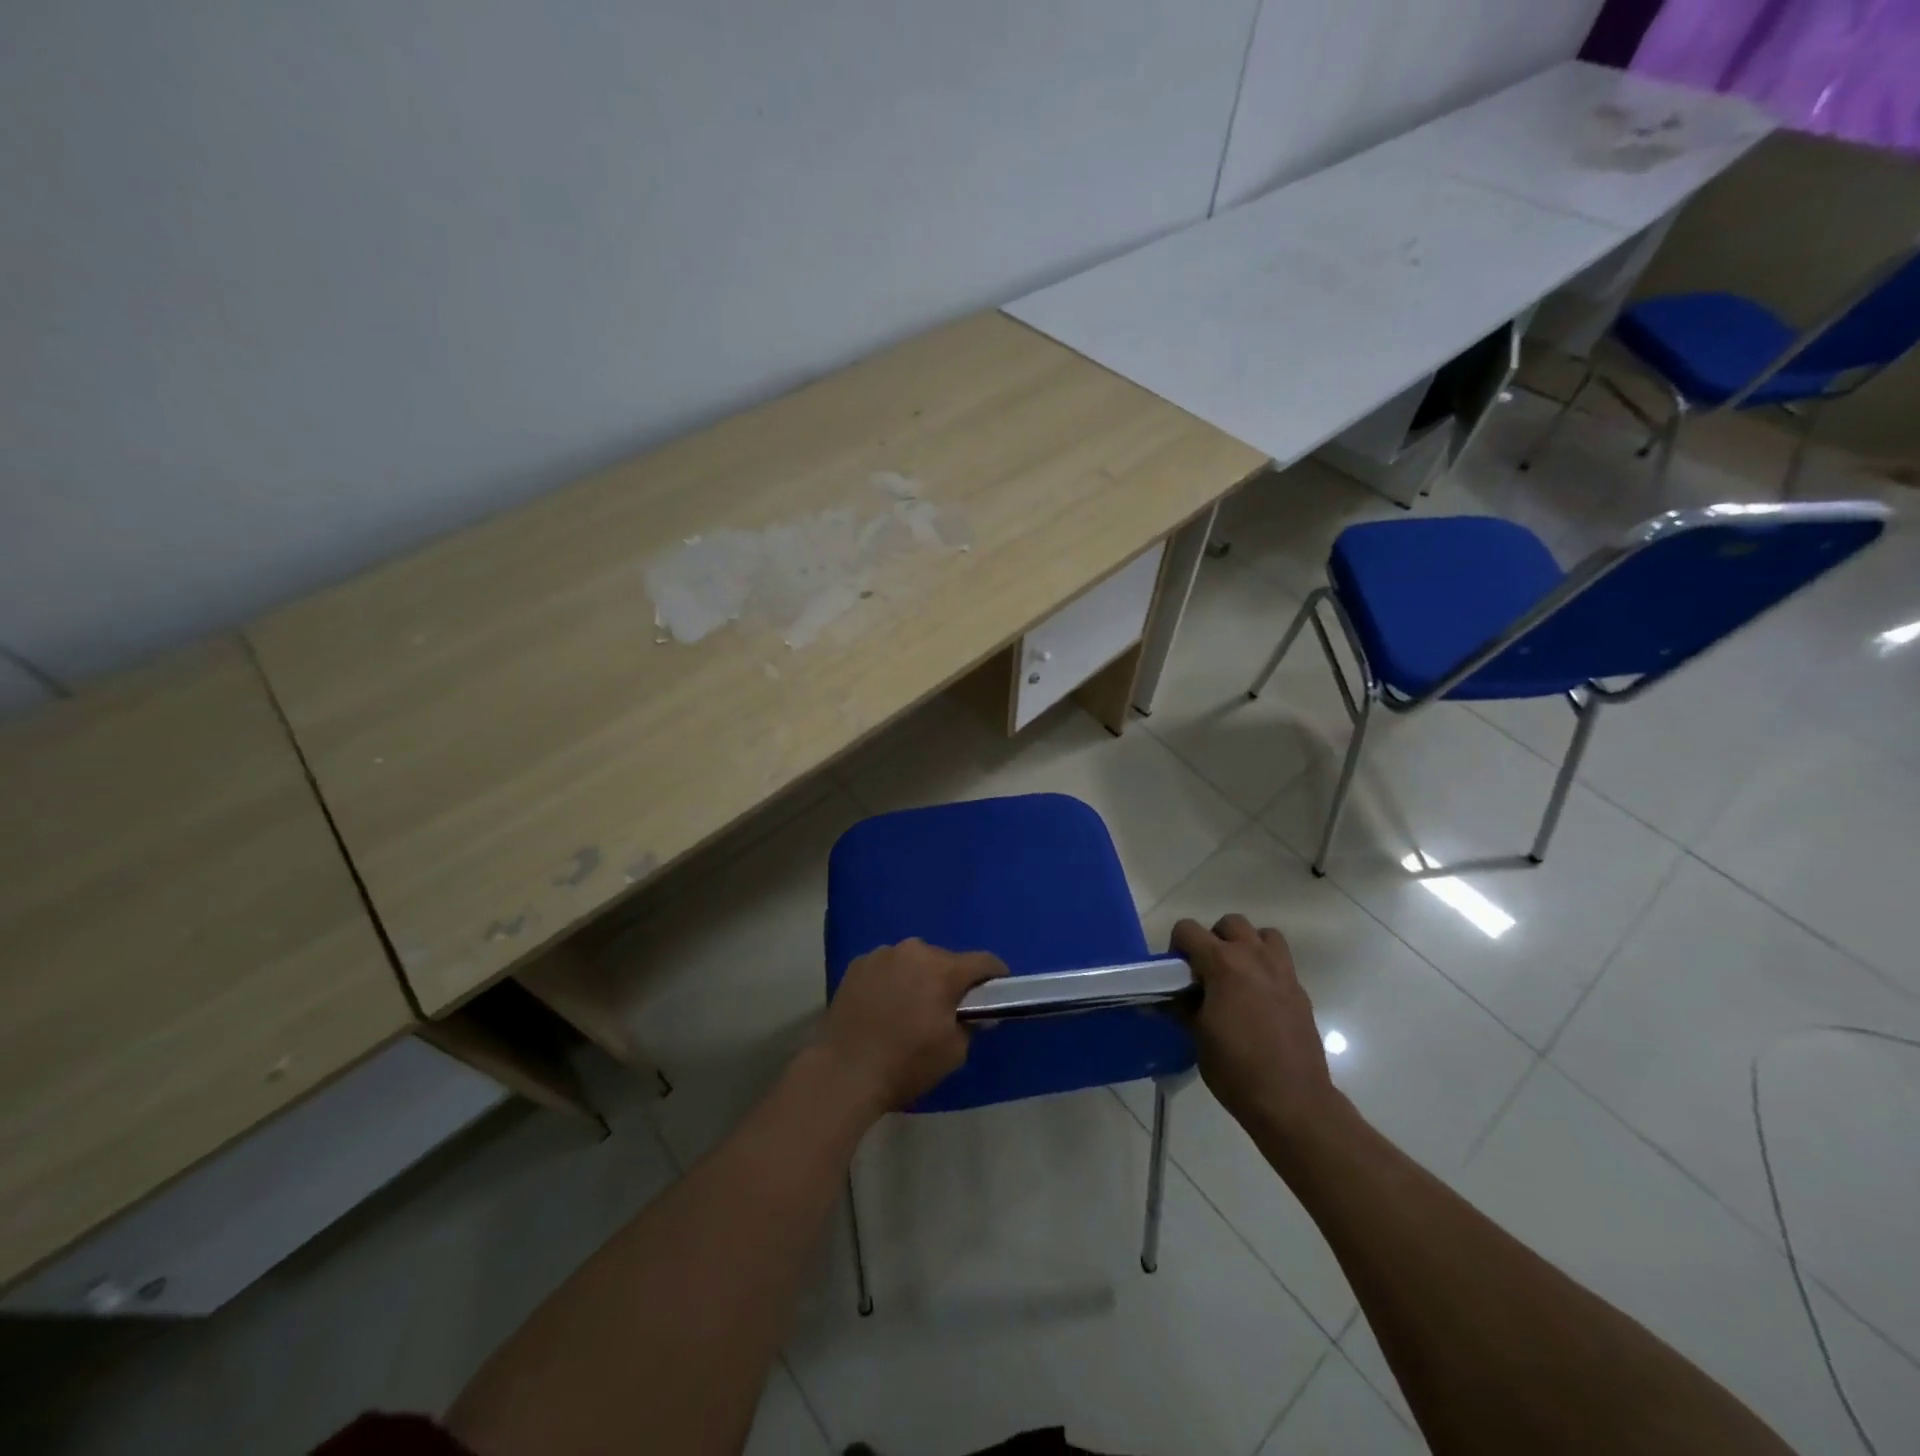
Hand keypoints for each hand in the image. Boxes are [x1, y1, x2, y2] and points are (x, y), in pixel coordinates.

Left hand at [812, 939, 1007, 1115]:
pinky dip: (892, 981)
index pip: (983, 961)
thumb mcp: (953, 1052)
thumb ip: (971, 1025)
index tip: (998, 990)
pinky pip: (887, 967)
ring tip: (910, 1008)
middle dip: (951, 980)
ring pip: (914, 961)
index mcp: (943, 969)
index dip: (995, 975)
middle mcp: (914, 950)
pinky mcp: (857, 964)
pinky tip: (884, 1006)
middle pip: (946, 960)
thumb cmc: (905, 1063)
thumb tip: (976, 1012)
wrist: (842, 1071)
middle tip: (947, 1008)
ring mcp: (882, 954)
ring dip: (919, 978)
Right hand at [1173, 915, 1341, 1138]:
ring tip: (1237, 976)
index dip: (1177, 946)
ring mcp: (1282, 972)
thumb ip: (1182, 1006)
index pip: (1188, 929)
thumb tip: (1169, 996)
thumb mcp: (1196, 1035)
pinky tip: (1258, 1001)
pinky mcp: (1299, 991)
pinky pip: (1280, 962)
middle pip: (1229, 923)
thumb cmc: (1236, 1068)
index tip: (1176, 974)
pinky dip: (1266, 968)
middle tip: (1206, 972)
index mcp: (1223, 963)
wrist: (1292, 1101)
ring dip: (1246, 945)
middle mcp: (1254, 957)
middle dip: (1213, 939)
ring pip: (1262, 935)